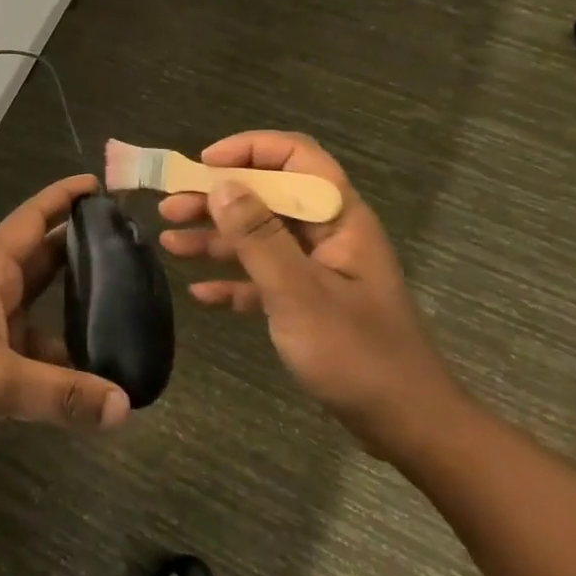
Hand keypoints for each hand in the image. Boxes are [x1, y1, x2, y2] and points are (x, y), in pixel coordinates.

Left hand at [0, 173, 130, 471]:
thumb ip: (61, 393)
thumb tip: (125, 406)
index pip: (30, 222)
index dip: (61, 198)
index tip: (96, 184)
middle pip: (44, 262)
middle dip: (82, 249)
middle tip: (131, 245)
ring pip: (43, 313)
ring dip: (77, 311)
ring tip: (129, 312)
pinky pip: (37, 358)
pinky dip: (64, 365)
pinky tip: (97, 380)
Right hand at [158, 131, 466, 458]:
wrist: (406, 425)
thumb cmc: (356, 354)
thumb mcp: (298, 293)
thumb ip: (258, 237)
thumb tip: (222, 185)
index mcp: (338, 219)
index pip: (296, 157)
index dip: (249, 150)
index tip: (203, 163)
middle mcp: (328, 236)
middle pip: (268, 197)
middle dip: (217, 198)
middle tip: (170, 209)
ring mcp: (318, 270)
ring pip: (260, 238)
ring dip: (215, 238)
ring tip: (169, 243)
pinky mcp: (309, 304)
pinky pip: (264, 279)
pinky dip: (232, 280)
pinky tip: (200, 293)